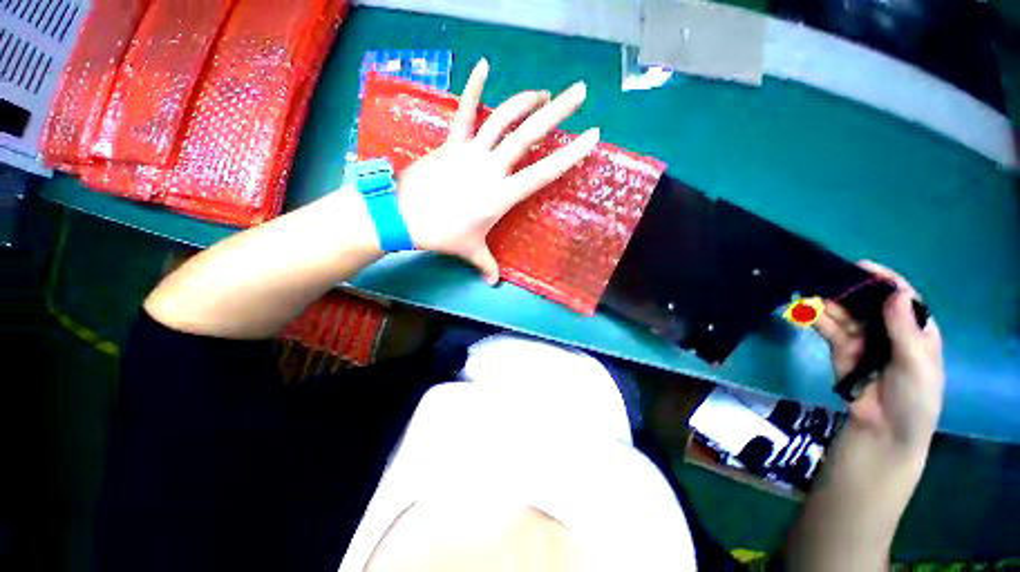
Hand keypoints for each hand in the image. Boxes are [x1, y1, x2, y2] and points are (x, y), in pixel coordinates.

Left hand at [396, 59, 599, 283]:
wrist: (402, 216)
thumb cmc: (442, 234)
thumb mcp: (470, 251)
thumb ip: (487, 266)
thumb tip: (493, 283)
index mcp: (500, 195)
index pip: (543, 173)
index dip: (569, 155)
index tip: (592, 137)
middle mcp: (491, 168)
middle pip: (528, 135)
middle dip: (557, 112)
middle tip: (580, 92)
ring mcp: (470, 152)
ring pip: (502, 118)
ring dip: (525, 101)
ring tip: (543, 93)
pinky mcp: (452, 143)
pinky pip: (465, 112)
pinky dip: (473, 87)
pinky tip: (483, 65)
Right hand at [816, 261, 943, 451]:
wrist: (884, 429)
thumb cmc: (913, 398)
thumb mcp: (916, 365)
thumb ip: (904, 330)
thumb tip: (896, 292)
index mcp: (914, 329)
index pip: (901, 297)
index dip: (884, 280)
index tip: (861, 267)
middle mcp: (888, 329)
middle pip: (868, 302)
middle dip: (849, 289)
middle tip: (825, 276)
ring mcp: (862, 338)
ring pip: (845, 313)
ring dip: (828, 302)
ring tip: (808, 290)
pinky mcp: (840, 349)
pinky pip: (829, 329)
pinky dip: (817, 319)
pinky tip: (805, 310)